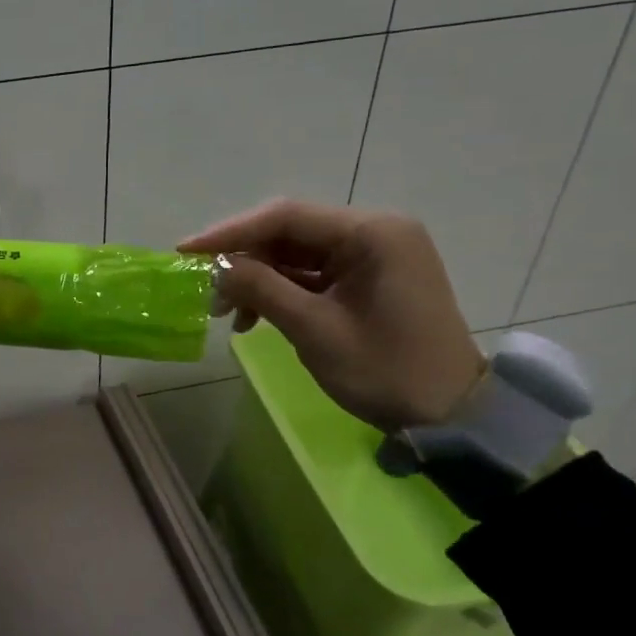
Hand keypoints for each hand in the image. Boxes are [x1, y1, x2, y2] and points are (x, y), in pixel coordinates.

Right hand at [180, 200, 483, 433]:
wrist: (450, 417)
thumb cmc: (386, 371)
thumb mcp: (315, 330)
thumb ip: (261, 289)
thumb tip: (214, 267)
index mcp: (373, 233)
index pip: (285, 217)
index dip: (229, 233)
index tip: (185, 252)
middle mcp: (375, 232)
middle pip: (290, 232)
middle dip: (243, 260)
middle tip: (204, 290)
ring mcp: (374, 255)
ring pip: (297, 254)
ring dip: (258, 279)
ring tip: (227, 314)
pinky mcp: (369, 278)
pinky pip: (312, 273)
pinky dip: (280, 291)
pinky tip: (255, 317)